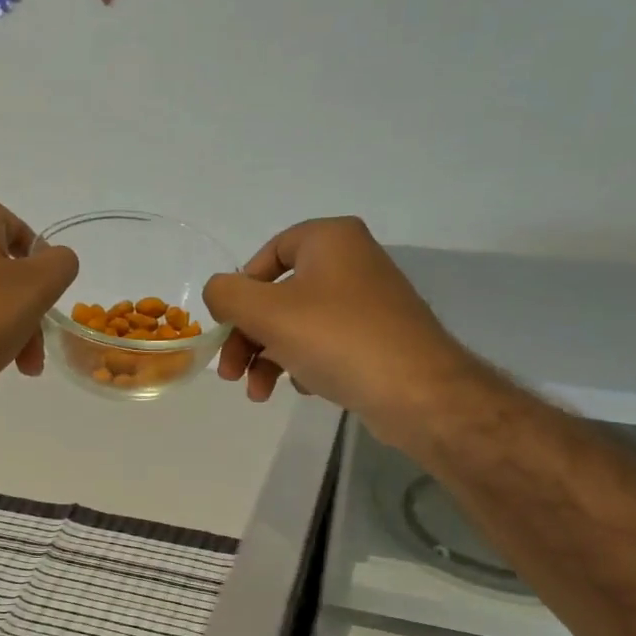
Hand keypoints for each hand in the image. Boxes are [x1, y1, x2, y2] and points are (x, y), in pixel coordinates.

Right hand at [203, 218, 459, 442]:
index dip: (241, 289)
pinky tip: (304, 388)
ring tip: (259, 395)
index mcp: (331, 240)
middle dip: (249, 337)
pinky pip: (326, 344)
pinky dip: (304, 364)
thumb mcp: (267, 312)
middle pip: (279, 295)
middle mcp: (352, 262)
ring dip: (268, 358)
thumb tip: (218, 292)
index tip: (228, 324)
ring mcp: (369, 302)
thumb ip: (227, 295)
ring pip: (299, 324)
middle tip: (230, 373)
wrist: (417, 392)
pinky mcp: (378, 338)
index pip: (269, 253)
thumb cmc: (337, 339)